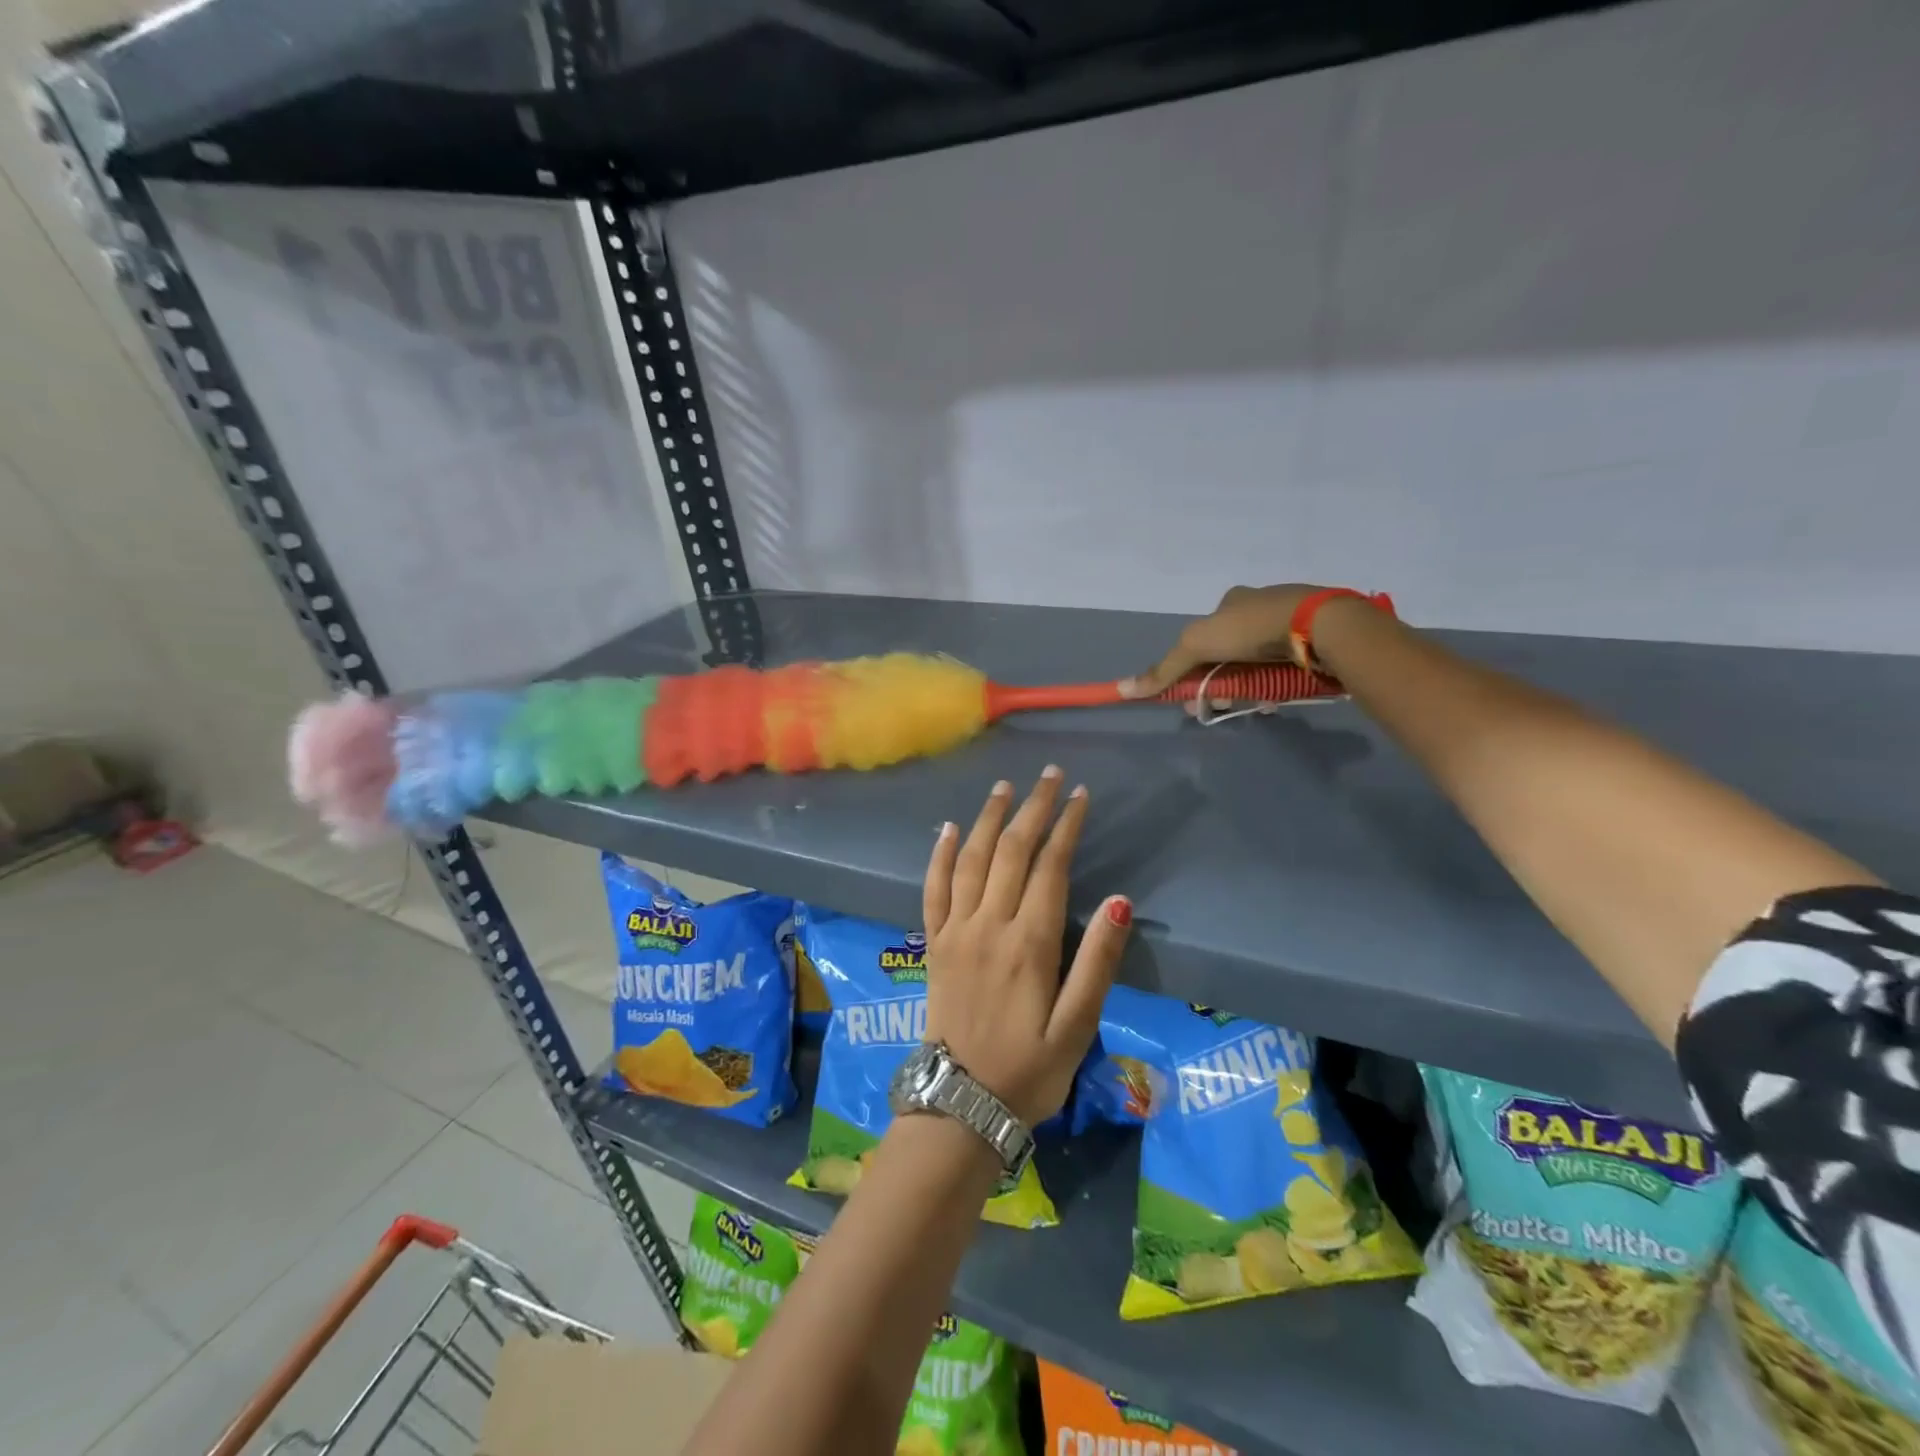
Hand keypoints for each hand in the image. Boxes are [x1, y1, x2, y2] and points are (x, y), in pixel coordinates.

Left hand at [922, 769, 1132, 1125]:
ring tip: (1004, 787)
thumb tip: (1118, 901)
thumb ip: (1097, 962)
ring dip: (988, 819)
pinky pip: (933, 888)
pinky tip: (949, 829)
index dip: (1066, 827)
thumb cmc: (1028, 1069)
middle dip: (1032, 808)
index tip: (1080, 796)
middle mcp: (988, 925)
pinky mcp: (934, 943)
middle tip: (1049, 776)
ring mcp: (955, 931)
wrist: (960, 1104)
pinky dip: (941, 854)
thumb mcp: (1077, 1027)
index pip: (1049, 867)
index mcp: (1029, 944)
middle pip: (1010, 851)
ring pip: (971, 859)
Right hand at [1119, 584, 1326, 711]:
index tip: (1195, 695)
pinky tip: (1277, 697)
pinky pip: (1285, 666)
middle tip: (1222, 703)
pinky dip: (1276, 683)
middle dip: (1220, 681)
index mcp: (1231, 601)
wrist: (1319, 626)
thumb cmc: (1250, 629)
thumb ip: (1163, 669)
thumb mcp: (1196, 646)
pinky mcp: (1313, 639)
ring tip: (1255, 704)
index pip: (1203, 638)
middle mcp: (1258, 606)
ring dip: (1248, 686)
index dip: (1194, 668)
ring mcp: (1288, 622)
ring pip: (1257, 662)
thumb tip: (1122, 688)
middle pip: (1229, 653)